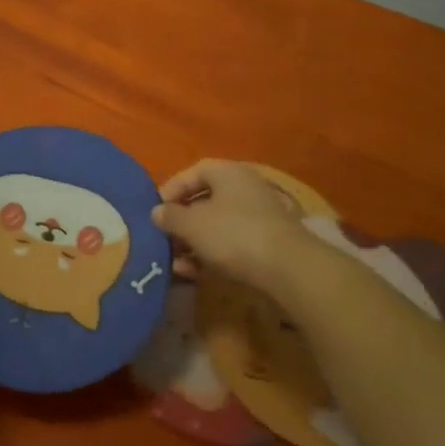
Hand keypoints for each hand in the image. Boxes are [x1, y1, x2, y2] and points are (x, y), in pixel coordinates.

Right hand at [152, 159, 320, 295]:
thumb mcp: (192, 224)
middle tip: (163, 239)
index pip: (193, 172)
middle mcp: (244, 187)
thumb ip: (170, 216)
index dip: (171, 189)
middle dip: (181, 221)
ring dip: (193, 242)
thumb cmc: (233, 234)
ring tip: (175, 264)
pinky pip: (231, 242)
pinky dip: (211, 254)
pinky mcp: (266, 242)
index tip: (155, 210)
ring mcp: (258, 215)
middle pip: (204, 200)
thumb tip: (157, 212)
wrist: (288, 268)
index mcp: (227, 172)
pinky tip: (194, 273)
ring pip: (216, 224)